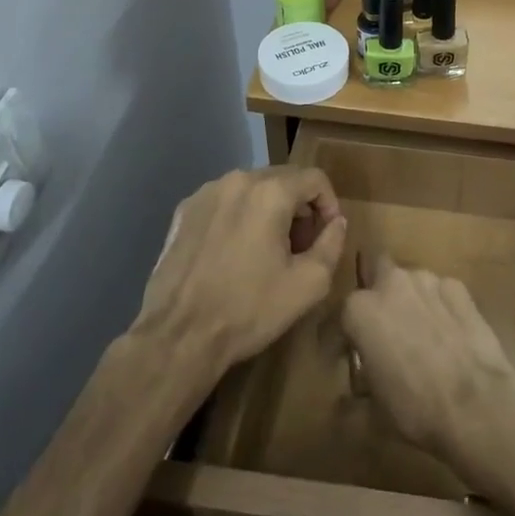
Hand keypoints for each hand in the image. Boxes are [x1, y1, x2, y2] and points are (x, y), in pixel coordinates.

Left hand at [133, 167, 346, 382]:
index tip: (327, 235)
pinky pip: (225, 202)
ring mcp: (206, 193)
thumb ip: (332, 244)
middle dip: (299, 208)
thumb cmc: (249, 310)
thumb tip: (336, 223)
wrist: (178, 337)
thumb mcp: (308, 284)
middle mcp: (237, 180)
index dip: (330, 204)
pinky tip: (234, 253)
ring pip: (252, 189)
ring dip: (269, 210)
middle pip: (283, 179)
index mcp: (270, 192)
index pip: (315, 179)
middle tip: (299, 247)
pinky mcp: (183, 211)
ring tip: (267, 251)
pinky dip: (239, 217)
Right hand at [341, 254, 514, 467]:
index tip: (349, 354)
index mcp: (360, 310)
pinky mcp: (459, 286)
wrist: (476, 404)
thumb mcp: (373, 409)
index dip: (344, 336)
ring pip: (411, 281)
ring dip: (411, 299)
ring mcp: (428, 280)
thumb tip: (350, 395)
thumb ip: (356, 389)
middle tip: (386, 328)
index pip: (341, 315)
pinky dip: (440, 305)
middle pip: (377, 273)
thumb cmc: (415, 408)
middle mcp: (391, 283)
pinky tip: (449, 332)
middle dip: (378, 293)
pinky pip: (441, 291)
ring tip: (422, 331)